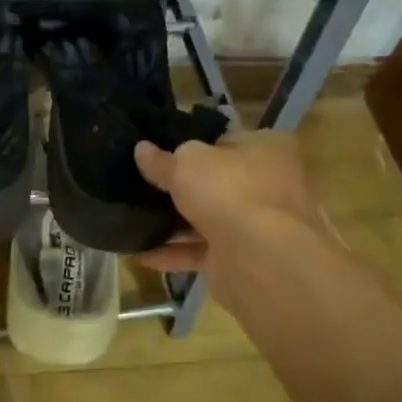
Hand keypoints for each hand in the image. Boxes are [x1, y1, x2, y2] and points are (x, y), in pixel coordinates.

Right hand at [133, 130, 329, 303]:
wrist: (258, 258)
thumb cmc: (228, 190)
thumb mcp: (186, 163)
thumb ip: (162, 159)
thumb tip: (142, 149)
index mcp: (268, 149)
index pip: (226, 142)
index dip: (194, 147)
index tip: (161, 154)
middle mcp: (268, 185)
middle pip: (217, 182)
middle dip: (183, 188)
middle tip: (142, 185)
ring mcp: (256, 225)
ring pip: (207, 219)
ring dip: (174, 223)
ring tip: (133, 218)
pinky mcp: (240, 259)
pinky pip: (199, 252)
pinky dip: (172, 253)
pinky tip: (139, 252)